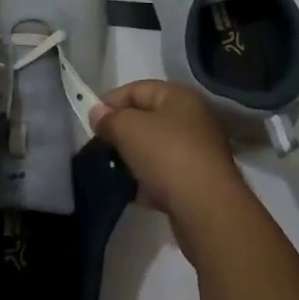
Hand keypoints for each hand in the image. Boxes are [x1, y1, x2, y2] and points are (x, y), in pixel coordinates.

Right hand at [91, 80, 247, 234]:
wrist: (208, 211)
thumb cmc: (167, 156)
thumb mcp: (129, 129)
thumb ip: (110, 118)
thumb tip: (98, 114)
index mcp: (179, 96)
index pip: (137, 89)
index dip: (111, 102)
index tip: (90, 122)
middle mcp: (192, 118)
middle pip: (147, 118)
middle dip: (122, 131)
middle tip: (100, 146)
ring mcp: (198, 152)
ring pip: (155, 148)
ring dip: (134, 158)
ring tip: (113, 170)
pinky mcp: (198, 183)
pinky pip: (165, 174)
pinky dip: (148, 180)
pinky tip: (133, 192)